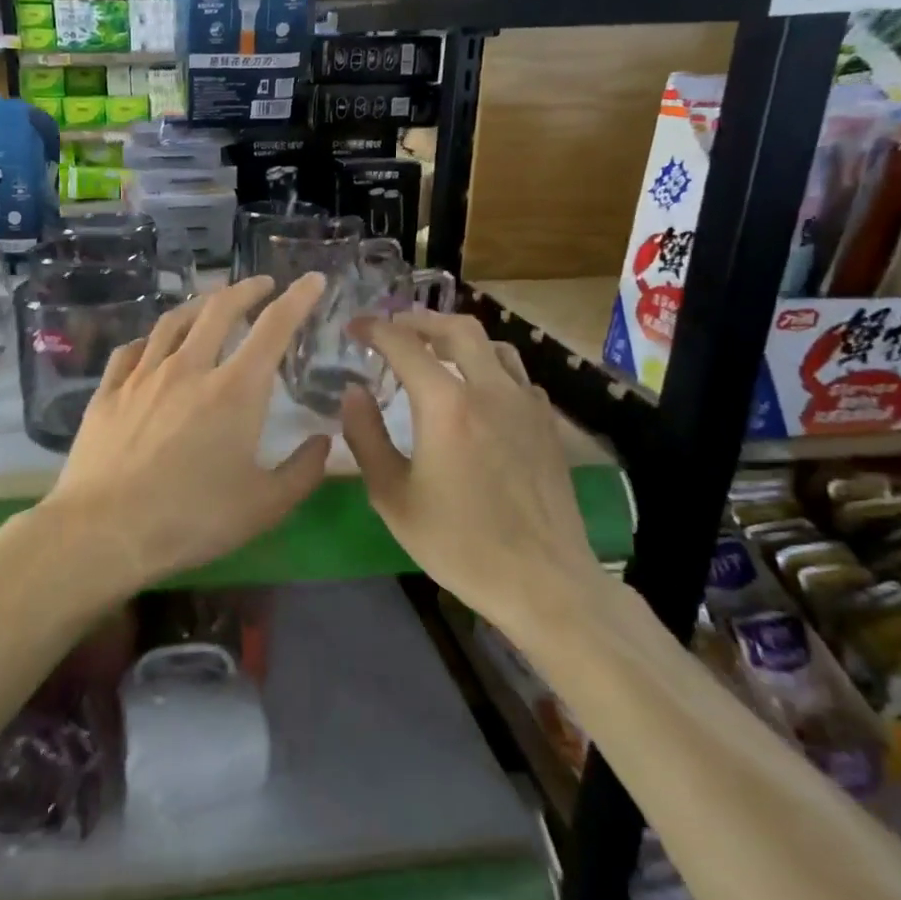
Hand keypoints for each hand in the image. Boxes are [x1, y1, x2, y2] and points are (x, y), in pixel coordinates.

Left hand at [43, 273, 332, 590]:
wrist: (104, 530)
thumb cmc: (192, 519)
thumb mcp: (265, 506)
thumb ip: (303, 470)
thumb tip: (323, 440)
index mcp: (235, 390)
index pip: (274, 327)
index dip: (298, 298)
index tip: (311, 280)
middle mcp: (189, 368)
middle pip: (219, 309)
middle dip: (247, 290)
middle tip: (262, 285)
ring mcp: (142, 376)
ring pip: (173, 322)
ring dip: (200, 305)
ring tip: (211, 303)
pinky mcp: (108, 392)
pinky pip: (132, 350)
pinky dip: (152, 339)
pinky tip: (153, 344)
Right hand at [340, 311, 601, 621]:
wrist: (543, 580)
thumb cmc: (458, 543)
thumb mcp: (392, 497)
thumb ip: (366, 437)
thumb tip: (354, 392)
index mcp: (446, 405)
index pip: (404, 345)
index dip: (375, 329)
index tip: (355, 326)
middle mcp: (490, 389)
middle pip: (457, 328)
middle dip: (420, 319)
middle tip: (394, 326)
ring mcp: (526, 403)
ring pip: (494, 345)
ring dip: (459, 337)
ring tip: (435, 349)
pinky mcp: (547, 424)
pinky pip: (516, 375)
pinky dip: (489, 366)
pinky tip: (479, 390)